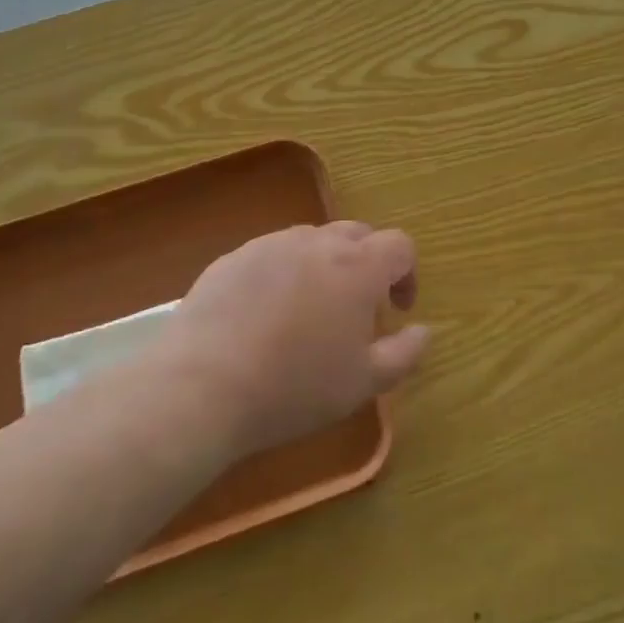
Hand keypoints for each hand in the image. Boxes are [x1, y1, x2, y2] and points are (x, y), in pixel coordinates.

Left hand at [166, 221, 428, 456]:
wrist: (200, 388)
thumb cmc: (295, 387)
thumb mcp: (364, 383)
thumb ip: (405, 353)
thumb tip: (422, 330)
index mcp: (358, 266)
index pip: (400, 245)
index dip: (407, 274)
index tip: (397, 309)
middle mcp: (318, 242)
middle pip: (358, 234)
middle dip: (368, 264)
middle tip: (358, 308)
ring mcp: (271, 245)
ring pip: (313, 241)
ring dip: (326, 265)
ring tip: (310, 311)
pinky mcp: (233, 258)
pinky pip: (272, 254)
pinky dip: (284, 273)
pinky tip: (266, 314)